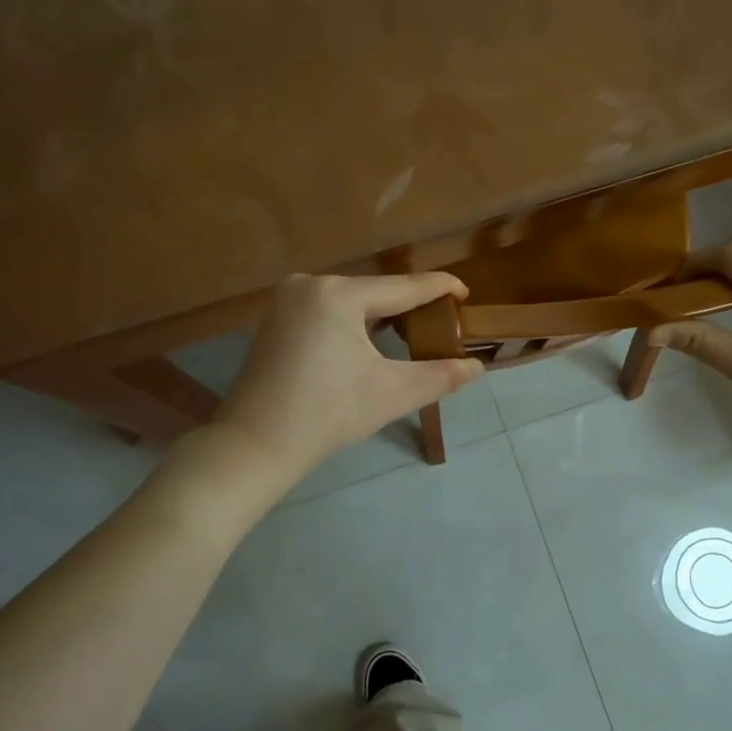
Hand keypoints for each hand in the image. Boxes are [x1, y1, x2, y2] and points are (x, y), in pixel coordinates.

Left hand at [213, 272, 484, 482]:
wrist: (255, 445)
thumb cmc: (328, 414)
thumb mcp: (392, 393)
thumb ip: (440, 376)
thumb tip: (476, 367)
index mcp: (338, 294)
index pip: (402, 286)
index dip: (438, 288)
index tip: (466, 291)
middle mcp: (309, 285)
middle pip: (374, 291)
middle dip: (408, 305)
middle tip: (442, 320)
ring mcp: (286, 302)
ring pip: (350, 302)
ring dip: (380, 315)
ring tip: (413, 329)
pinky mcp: (275, 322)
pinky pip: (327, 312)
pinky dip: (353, 323)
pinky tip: (369, 341)